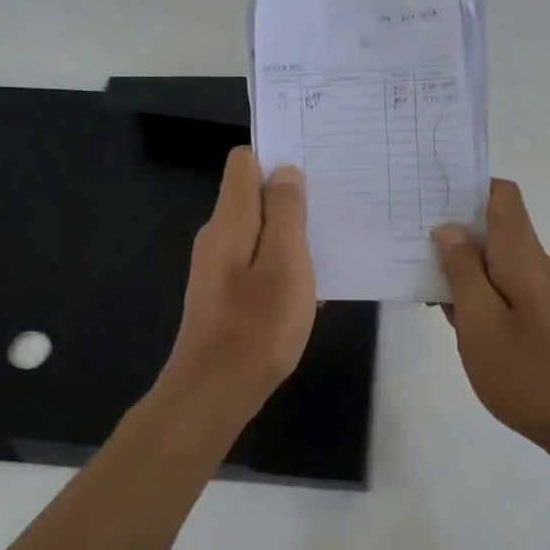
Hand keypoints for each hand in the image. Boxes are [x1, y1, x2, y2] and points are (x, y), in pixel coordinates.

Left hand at [162, 147, 315, 409]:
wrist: (215, 391)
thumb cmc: (258, 326)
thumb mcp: (285, 263)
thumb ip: (286, 213)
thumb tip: (285, 171)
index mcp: (230, 220)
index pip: (244, 163)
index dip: (277, 159)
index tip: (314, 169)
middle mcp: (217, 237)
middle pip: (252, 196)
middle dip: (290, 197)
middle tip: (333, 207)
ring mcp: (217, 268)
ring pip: (258, 232)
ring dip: (290, 234)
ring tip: (330, 244)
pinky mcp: (224, 295)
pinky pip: (256, 263)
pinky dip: (281, 265)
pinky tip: (309, 287)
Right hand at [434, 179, 549, 454]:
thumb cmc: (530, 372)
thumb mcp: (481, 322)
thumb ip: (463, 272)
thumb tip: (450, 228)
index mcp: (520, 255)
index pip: (502, 196)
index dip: (467, 186)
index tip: (428, 195)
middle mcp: (535, 265)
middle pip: (495, 227)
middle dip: (454, 227)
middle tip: (407, 237)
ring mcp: (541, 295)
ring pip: (495, 262)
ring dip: (460, 264)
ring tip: (416, 274)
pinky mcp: (542, 321)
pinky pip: (503, 290)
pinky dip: (475, 292)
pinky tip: (450, 314)